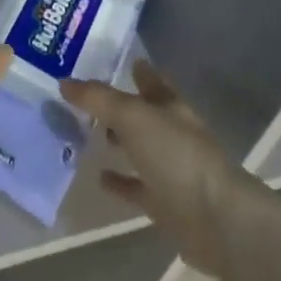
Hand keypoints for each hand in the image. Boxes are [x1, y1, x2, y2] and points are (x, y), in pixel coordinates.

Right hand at [61, 61, 258, 278]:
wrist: (216, 221)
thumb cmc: (177, 156)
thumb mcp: (133, 117)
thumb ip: (98, 99)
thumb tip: (64, 82)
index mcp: (171, 106)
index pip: (152, 80)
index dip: (136, 69)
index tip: (113, 59)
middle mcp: (172, 133)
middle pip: (143, 114)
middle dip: (119, 106)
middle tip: (84, 97)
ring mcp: (170, 170)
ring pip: (138, 149)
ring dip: (117, 141)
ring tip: (83, 133)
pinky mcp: (165, 203)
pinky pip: (136, 187)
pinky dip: (119, 182)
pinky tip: (97, 177)